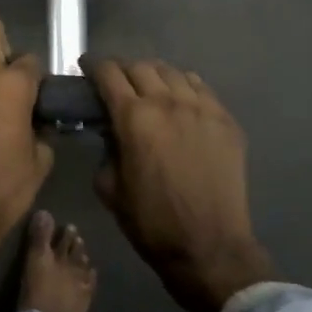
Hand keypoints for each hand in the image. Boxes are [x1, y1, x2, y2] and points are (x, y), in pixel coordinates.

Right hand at [84, 56, 273, 311]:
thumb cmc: (151, 221)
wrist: (209, 246)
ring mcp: (202, 108)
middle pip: (140, 66)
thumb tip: (111, 132)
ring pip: (173, 72)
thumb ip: (106, 149)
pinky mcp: (225, 120)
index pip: (109, 74)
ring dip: (154, 75)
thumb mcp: (109, 186)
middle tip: (115, 83)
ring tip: (149, 89)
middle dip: (122, 70)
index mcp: (134, 117)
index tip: (86, 68)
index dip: (93, 66)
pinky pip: (201, 87)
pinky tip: (180, 100)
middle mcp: (168, 102)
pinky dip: (184, 87)